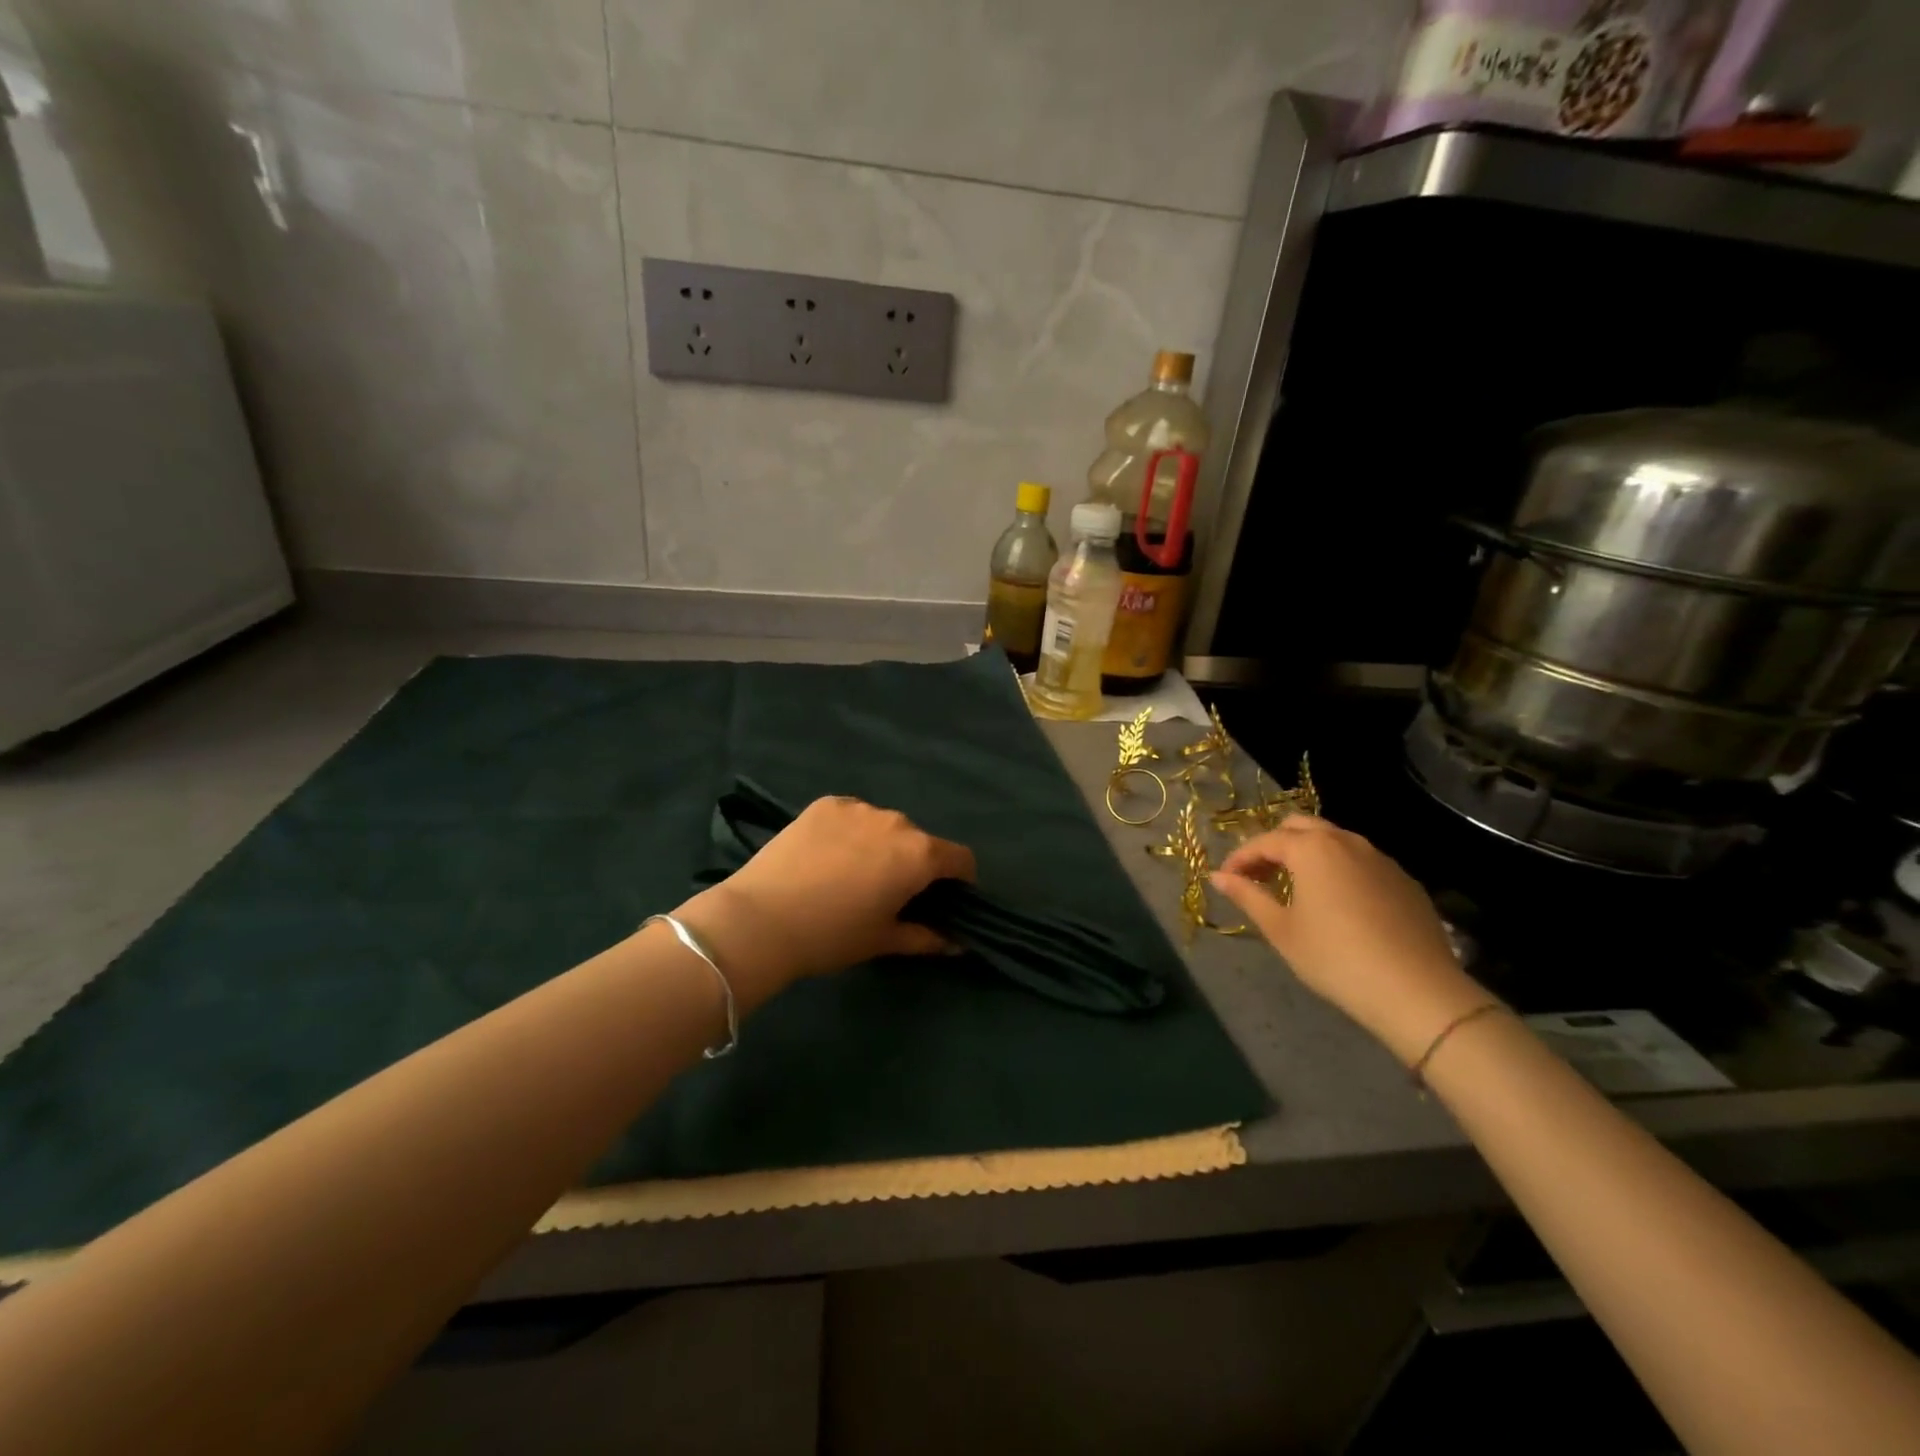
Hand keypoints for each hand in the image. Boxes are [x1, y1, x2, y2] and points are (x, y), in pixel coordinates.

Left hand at [672, 796, 975, 1008]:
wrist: (760, 919)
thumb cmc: (832, 935)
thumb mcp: (883, 941)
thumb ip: (927, 937)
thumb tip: (957, 943)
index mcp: (919, 854)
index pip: (961, 858)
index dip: (960, 881)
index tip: (943, 901)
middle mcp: (896, 821)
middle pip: (921, 841)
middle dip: (915, 865)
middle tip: (890, 894)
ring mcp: (859, 807)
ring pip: (885, 826)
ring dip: (882, 845)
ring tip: (851, 874)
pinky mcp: (826, 803)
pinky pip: (853, 816)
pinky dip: (851, 832)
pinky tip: (827, 857)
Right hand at [1211, 816, 1490, 1065]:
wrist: (1417, 991)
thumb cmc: (1335, 958)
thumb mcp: (1281, 930)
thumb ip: (1247, 896)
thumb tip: (1216, 876)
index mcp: (1311, 848)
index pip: (1264, 841)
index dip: (1240, 858)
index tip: (1225, 880)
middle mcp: (1346, 841)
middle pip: (1300, 827)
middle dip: (1274, 845)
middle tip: (1259, 877)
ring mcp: (1380, 858)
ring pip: (1334, 841)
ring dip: (1307, 855)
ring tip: (1295, 888)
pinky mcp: (1404, 880)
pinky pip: (1361, 862)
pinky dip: (1339, 870)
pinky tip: (1337, 904)